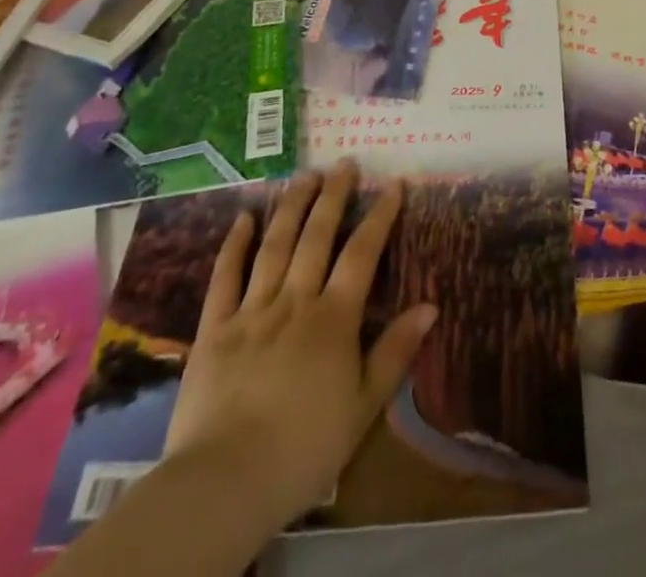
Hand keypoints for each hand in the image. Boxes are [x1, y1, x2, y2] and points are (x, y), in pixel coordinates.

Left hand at [162, 161, 437, 529]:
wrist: (225, 483)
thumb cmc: (305, 448)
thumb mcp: (364, 406)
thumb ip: (396, 351)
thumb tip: (431, 305)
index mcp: (334, 318)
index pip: (362, 253)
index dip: (380, 215)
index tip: (393, 184)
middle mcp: (295, 301)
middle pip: (317, 236)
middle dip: (334, 196)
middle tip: (345, 163)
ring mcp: (251, 311)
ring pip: (275, 246)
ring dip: (292, 206)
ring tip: (305, 174)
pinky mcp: (214, 329)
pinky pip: (225, 278)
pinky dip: (234, 245)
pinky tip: (244, 218)